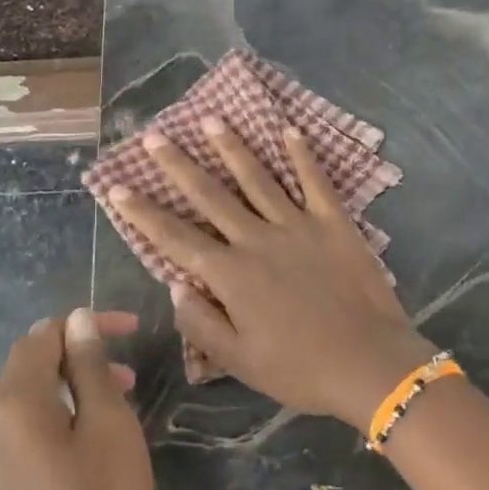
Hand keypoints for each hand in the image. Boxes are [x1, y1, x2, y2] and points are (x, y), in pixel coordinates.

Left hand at [0, 309, 155, 489]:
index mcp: (13, 401)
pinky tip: (94, 427)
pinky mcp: (5, 478)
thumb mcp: (108, 423)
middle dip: (79, 352)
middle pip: (30, 362)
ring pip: (29, 392)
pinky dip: (59, 408)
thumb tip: (75, 320)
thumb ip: (89, 365)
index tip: (132, 328)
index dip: (86, 324)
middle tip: (127, 365)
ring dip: (72, 380)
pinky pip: (27, 422)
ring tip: (120, 393)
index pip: (43, 337)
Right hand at [107, 118, 437, 430]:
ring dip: (232, 148)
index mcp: (231, 275)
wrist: (371, 363)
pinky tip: (290, 128)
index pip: (175, 238)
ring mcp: (298, 225)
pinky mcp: (334, 222)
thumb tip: (174, 285)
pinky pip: (315, 181)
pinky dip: (302, 154)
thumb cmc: (301, 370)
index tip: (118, 186)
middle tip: (156, 136)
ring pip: (258, 178)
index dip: (143, 212)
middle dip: (178, 165)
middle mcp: (257, 239)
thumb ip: (201, 323)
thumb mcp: (239, 361)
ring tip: (210, 119)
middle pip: (211, 195)